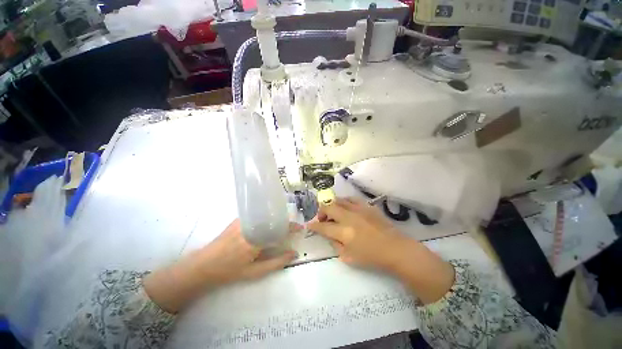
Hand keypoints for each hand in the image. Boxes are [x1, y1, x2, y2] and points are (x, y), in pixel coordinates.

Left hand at [144, 219, 297, 312]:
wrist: (203, 265)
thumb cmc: (230, 272)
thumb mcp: (254, 272)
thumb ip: (276, 262)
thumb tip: (294, 253)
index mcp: (256, 241)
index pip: (279, 229)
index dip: (292, 227)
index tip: (301, 228)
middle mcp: (251, 227)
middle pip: (274, 219)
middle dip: (286, 221)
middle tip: (292, 228)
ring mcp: (244, 220)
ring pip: (266, 215)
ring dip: (276, 219)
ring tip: (282, 226)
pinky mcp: (239, 219)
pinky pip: (257, 215)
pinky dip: (266, 218)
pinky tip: (268, 224)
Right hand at [308, 197, 406, 269]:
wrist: (395, 249)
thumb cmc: (372, 257)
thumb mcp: (348, 257)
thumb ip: (335, 244)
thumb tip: (329, 234)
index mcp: (344, 232)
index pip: (323, 227)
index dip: (314, 226)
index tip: (309, 225)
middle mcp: (349, 217)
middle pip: (328, 208)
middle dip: (321, 213)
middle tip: (322, 219)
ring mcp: (358, 209)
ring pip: (338, 200)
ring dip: (332, 206)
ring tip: (333, 213)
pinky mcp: (367, 206)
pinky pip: (351, 199)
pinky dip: (344, 202)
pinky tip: (345, 207)